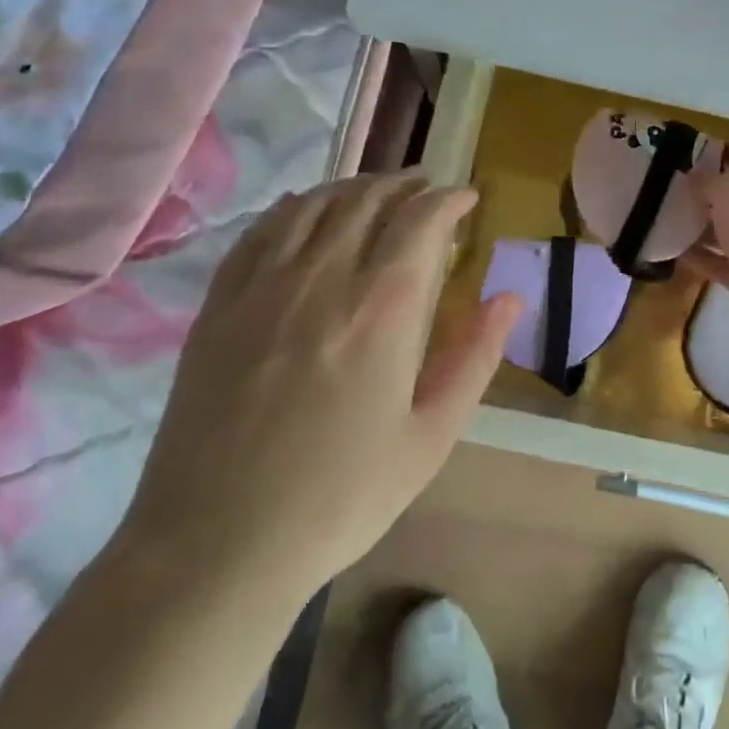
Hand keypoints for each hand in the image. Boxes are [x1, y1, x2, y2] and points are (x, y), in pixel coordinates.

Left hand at [117, 173, 520, 620]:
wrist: (218, 544)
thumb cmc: (342, 496)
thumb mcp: (432, 436)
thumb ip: (475, 358)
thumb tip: (510, 298)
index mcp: (382, 308)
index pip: (421, 220)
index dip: (448, 200)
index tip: (466, 199)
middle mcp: (323, 278)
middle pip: (367, 201)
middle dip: (405, 185)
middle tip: (427, 187)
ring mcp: (262, 287)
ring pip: (313, 206)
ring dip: (352, 187)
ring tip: (376, 192)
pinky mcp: (218, 306)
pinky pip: (260, 232)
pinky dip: (293, 208)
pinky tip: (304, 211)